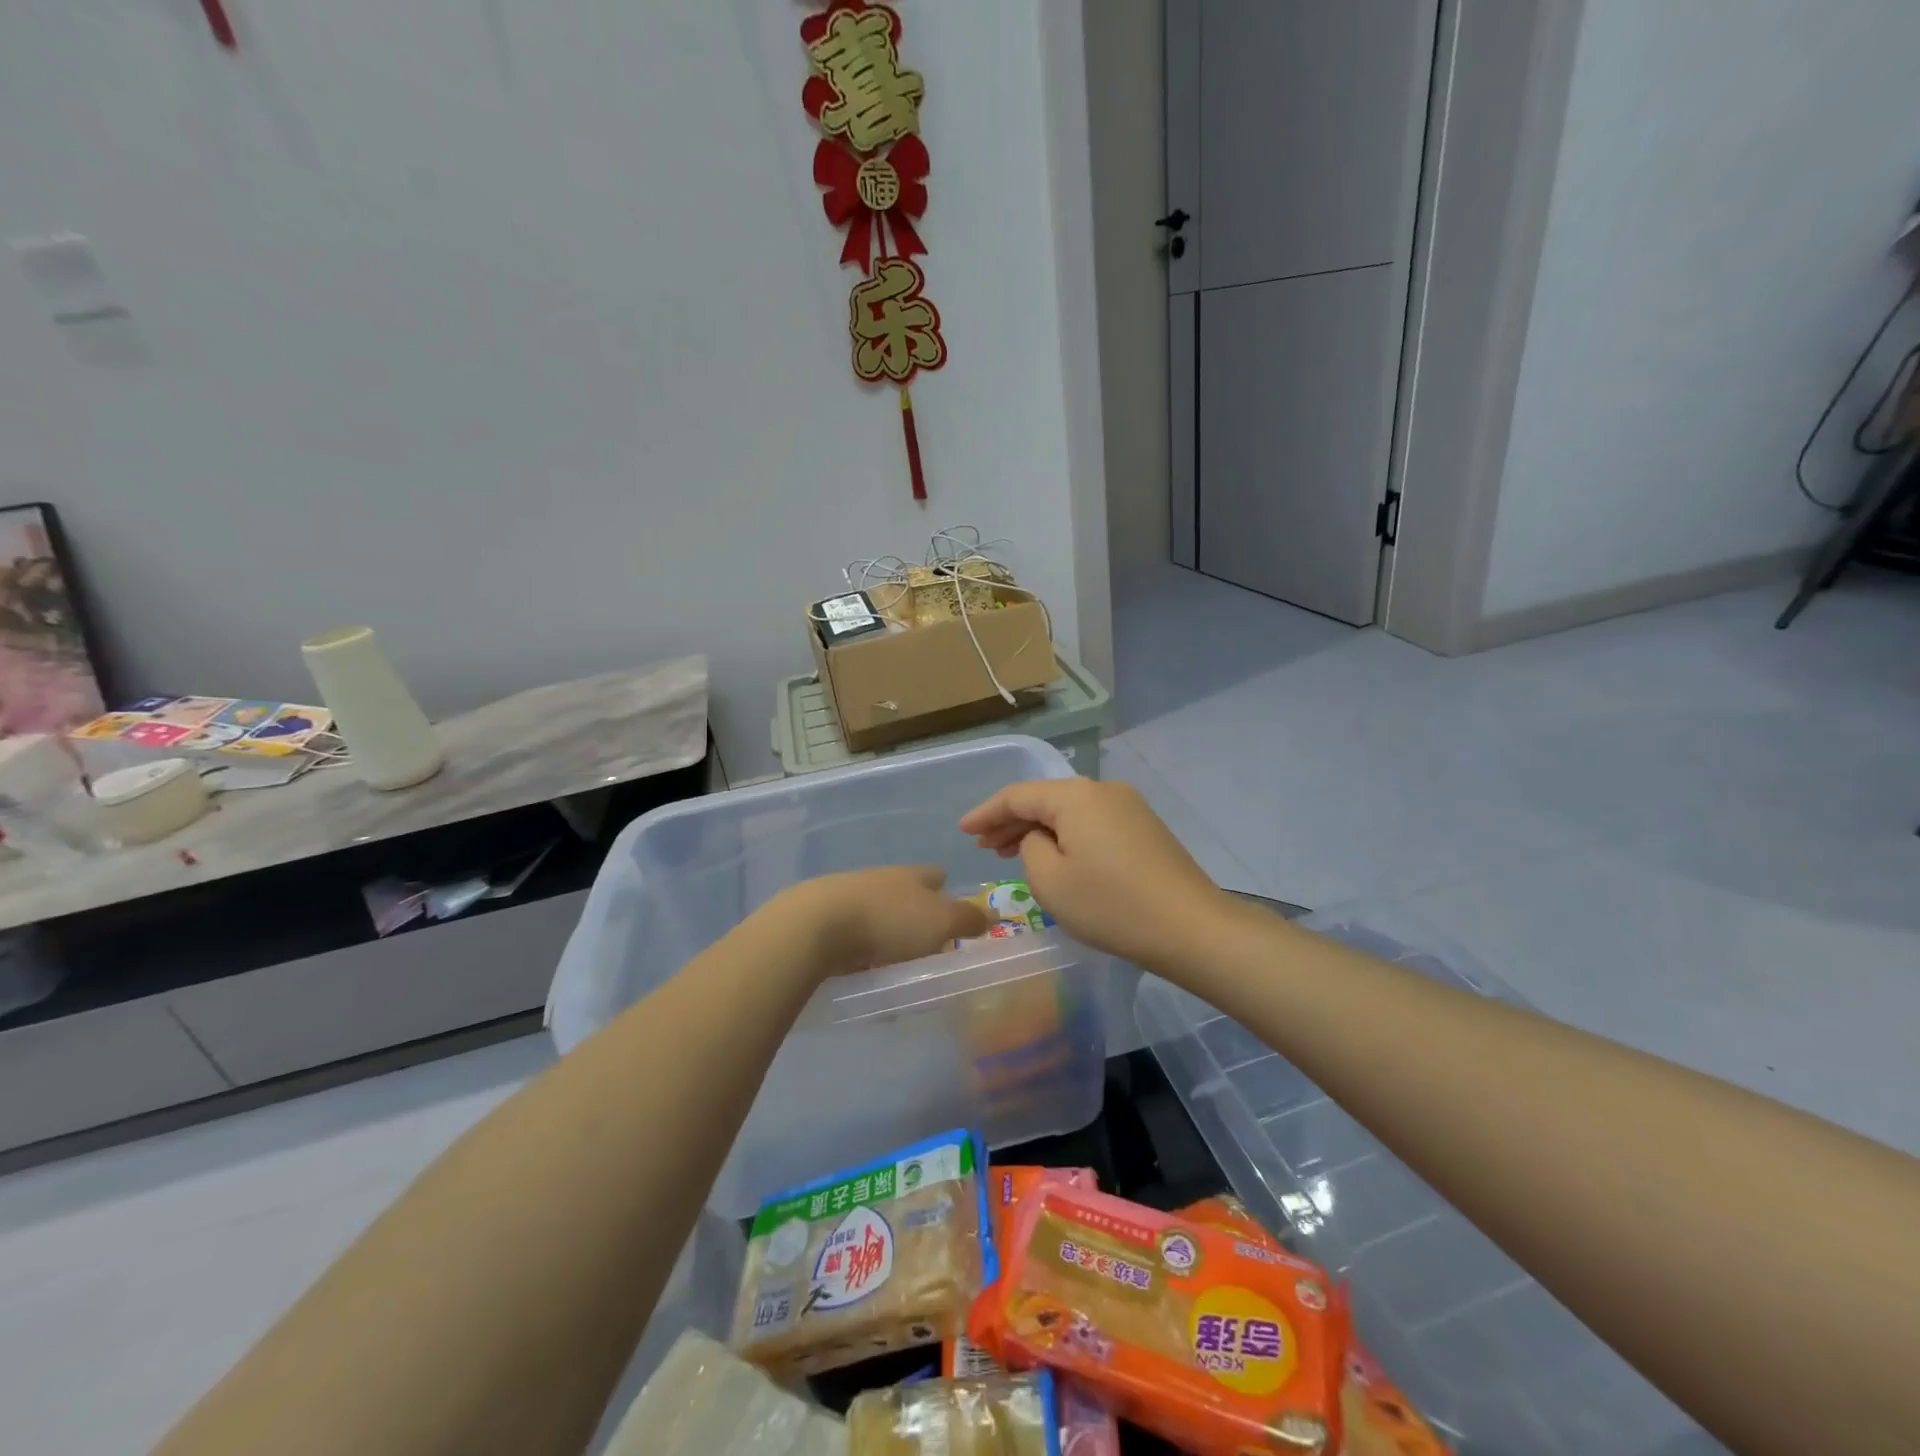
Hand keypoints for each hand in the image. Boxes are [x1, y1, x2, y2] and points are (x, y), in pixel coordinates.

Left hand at [770, 866, 988, 978]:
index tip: (953, 915)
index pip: (936, 876)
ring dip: (886, 935)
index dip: (947, 892)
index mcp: (912, 875)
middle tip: (927, 948)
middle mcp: (881, 879)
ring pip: (877, 914)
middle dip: (916, 916)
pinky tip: (861, 972)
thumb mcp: (941, 921)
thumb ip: (967, 919)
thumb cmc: (889, 921)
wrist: (815, 925)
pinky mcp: (821, 919)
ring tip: (894, 967)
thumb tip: (989, 914)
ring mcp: (848, 896)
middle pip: (905, 894)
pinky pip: (850, 936)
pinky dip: (859, 951)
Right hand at [959, 778, 1223, 968]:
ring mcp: (1129, 807)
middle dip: (1011, 821)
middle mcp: (1103, 790)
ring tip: (1012, 852)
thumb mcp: (1051, 881)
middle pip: (1045, 799)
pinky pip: (1092, 823)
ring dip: (1039, 829)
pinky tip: (1056, 856)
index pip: (1017, 795)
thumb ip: (1030, 848)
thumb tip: (1040, 838)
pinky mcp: (1145, 828)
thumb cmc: (1111, 905)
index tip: (963, 831)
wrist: (1190, 928)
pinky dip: (1067, 836)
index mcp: (1075, 795)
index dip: (986, 813)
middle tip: (985, 846)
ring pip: (1070, 811)